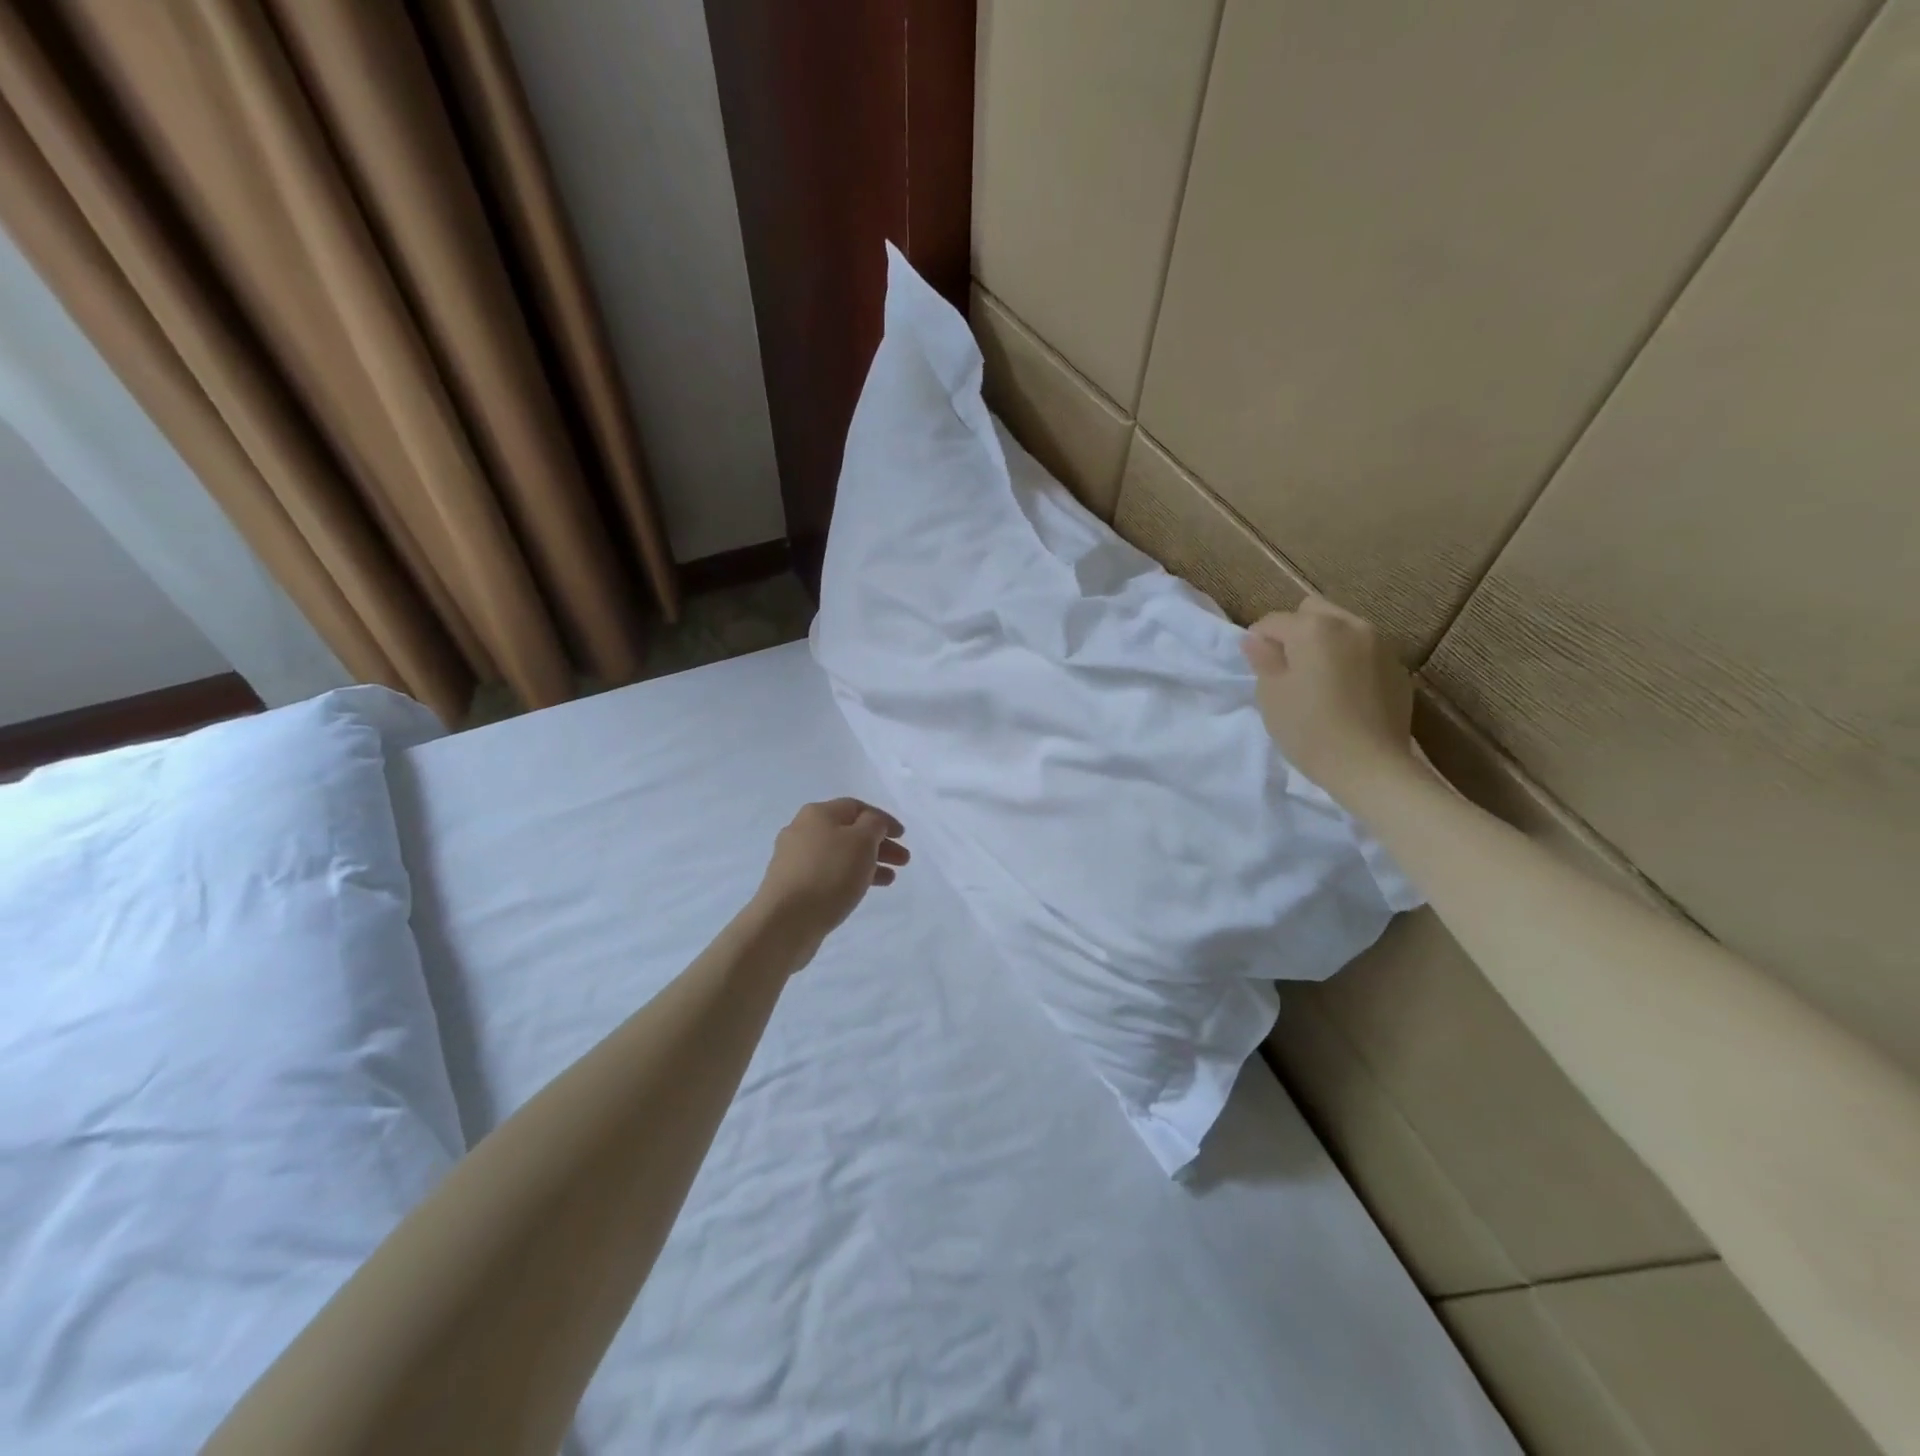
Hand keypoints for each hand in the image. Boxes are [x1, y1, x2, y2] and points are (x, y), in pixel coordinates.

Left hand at [753, 799, 909, 959]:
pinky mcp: (792, 885)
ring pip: (840, 854)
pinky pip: (828, 873)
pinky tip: (862, 890)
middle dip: (878, 844)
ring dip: (867, 862)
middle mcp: (802, 830)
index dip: (882, 819)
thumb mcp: (861, 841)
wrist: (785, 921)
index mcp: (817, 813)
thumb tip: (872, 824)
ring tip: (890, 879)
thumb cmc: (829, 874)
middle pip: (848, 831)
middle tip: (903, 860)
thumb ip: (874, 825)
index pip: (857, 807)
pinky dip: (849, 877)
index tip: (903, 836)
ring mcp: (794, 859)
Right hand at [1241, 596, 1417, 805]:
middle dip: (1296, 631)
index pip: (1273, 621)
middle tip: (1288, 667)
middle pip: (1313, 612)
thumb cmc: (1309, 729)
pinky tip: (1345, 693)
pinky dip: (1350, 661)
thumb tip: (1256, 640)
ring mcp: (1381, 644)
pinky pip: (1365, 651)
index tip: (1257, 667)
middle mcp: (1350, 625)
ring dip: (1326, 643)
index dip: (1258, 641)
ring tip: (1319, 679)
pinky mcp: (1398, 668)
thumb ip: (1263, 659)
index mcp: (1313, 628)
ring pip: (1343, 628)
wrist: (1370, 766)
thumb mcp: (1271, 695)